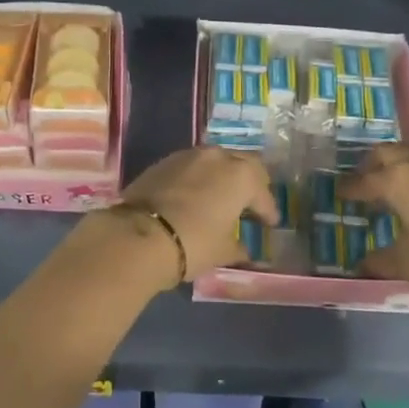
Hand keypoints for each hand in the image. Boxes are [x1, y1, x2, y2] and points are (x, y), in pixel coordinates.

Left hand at [96, 146, 279, 282]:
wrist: (139, 235)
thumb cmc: (193, 243)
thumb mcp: (222, 251)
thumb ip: (238, 247)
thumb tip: (244, 249)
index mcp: (240, 176)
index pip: (262, 193)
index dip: (268, 210)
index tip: (269, 223)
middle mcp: (217, 157)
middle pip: (244, 163)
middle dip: (251, 182)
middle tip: (251, 202)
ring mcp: (188, 155)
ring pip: (215, 160)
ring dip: (222, 176)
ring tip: (221, 197)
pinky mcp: (164, 161)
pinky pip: (191, 166)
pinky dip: (199, 178)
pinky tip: (195, 195)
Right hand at [339, 145, 408, 307]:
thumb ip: (382, 260)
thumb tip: (364, 263)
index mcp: (398, 181)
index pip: (364, 180)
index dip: (350, 188)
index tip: (339, 193)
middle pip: (387, 153)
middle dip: (371, 164)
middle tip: (363, 180)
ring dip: (399, 164)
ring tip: (394, 186)